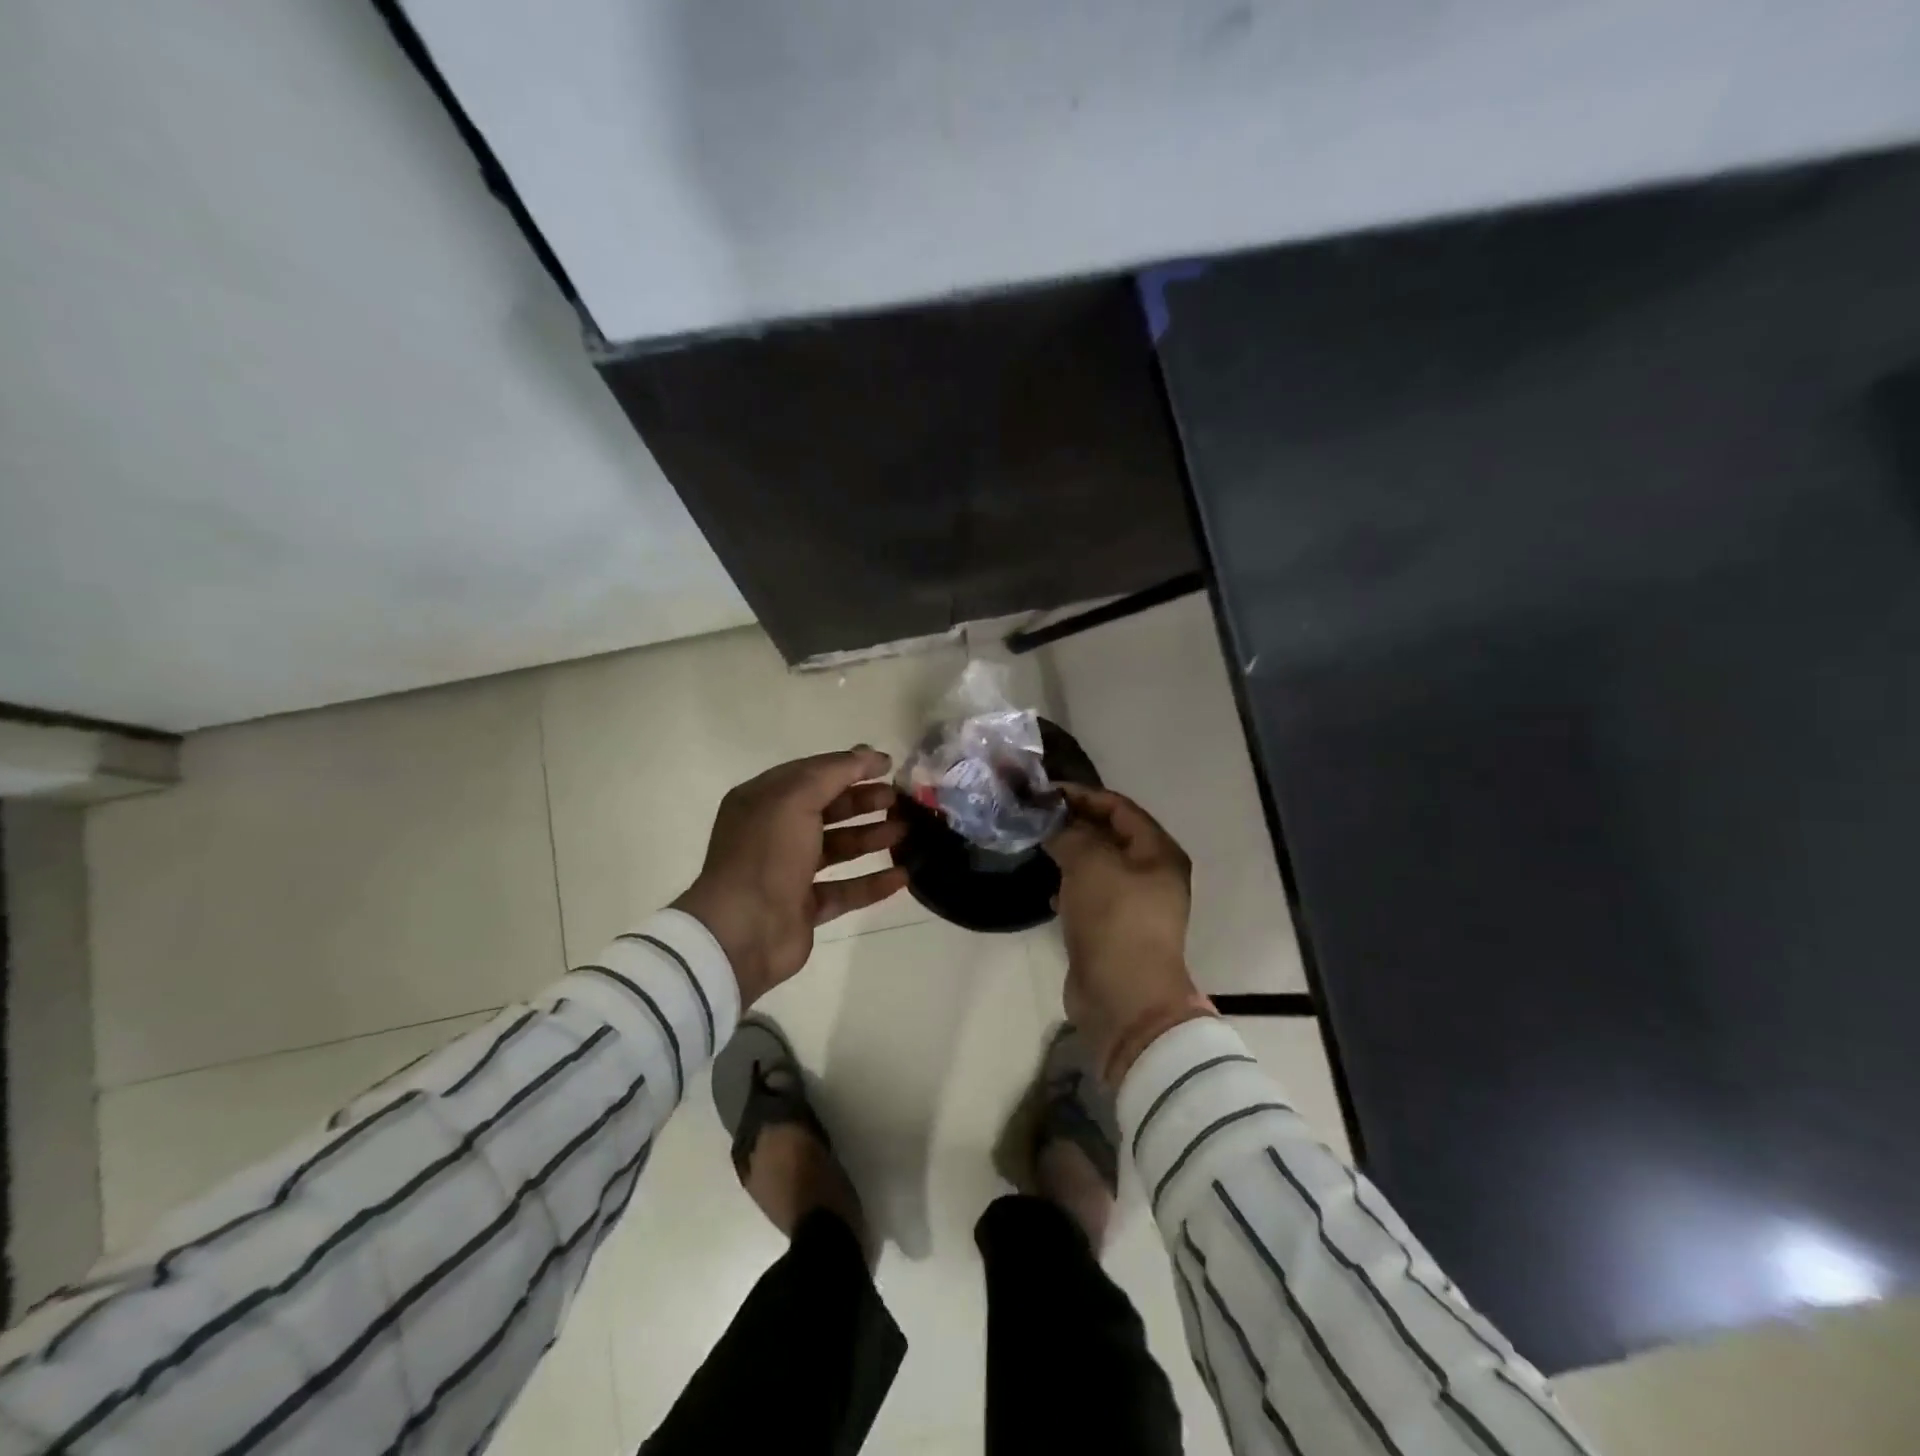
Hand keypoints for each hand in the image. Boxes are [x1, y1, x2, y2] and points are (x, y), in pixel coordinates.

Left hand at [673, 747, 907, 1005]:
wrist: (743, 932)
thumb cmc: (766, 854)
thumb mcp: (796, 798)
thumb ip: (835, 772)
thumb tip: (869, 753)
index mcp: (763, 801)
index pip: (812, 773)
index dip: (850, 766)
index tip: (888, 765)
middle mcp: (774, 833)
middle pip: (827, 809)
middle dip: (863, 802)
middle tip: (898, 800)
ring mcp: (789, 873)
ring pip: (838, 848)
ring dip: (871, 838)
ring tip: (906, 832)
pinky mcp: (804, 908)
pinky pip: (845, 890)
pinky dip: (872, 882)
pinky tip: (902, 876)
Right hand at [1046, 784, 1209, 1081]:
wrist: (1124, 999)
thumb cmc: (1114, 920)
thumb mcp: (1090, 864)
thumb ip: (1069, 833)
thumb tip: (1051, 821)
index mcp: (1158, 852)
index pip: (1119, 807)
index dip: (1082, 795)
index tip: (1044, 792)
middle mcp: (1152, 873)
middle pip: (1109, 834)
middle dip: (1072, 822)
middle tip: (1034, 815)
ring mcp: (1134, 904)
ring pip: (1098, 865)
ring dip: (1069, 852)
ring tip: (1035, 844)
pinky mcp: (1114, 929)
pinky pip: (1091, 894)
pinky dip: (1070, 885)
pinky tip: (1048, 888)